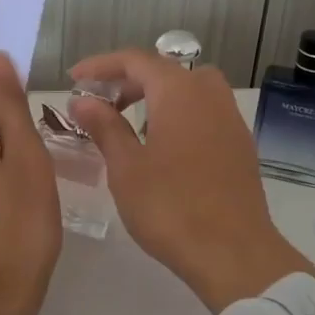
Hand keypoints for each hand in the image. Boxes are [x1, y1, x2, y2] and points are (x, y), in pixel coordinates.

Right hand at [68, 50, 314, 311]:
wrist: (233, 253)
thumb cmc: (171, 208)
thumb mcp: (126, 167)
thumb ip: (105, 127)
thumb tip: (83, 100)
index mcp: (179, 92)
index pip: (136, 61)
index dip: (101, 66)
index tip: (74, 79)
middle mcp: (210, 96)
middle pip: (166, 71)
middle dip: (130, 80)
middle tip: (100, 103)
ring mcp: (231, 120)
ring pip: (191, 90)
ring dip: (158, 96)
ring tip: (130, 123)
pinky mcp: (240, 147)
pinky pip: (206, 114)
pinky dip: (180, 115)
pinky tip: (163, 147)